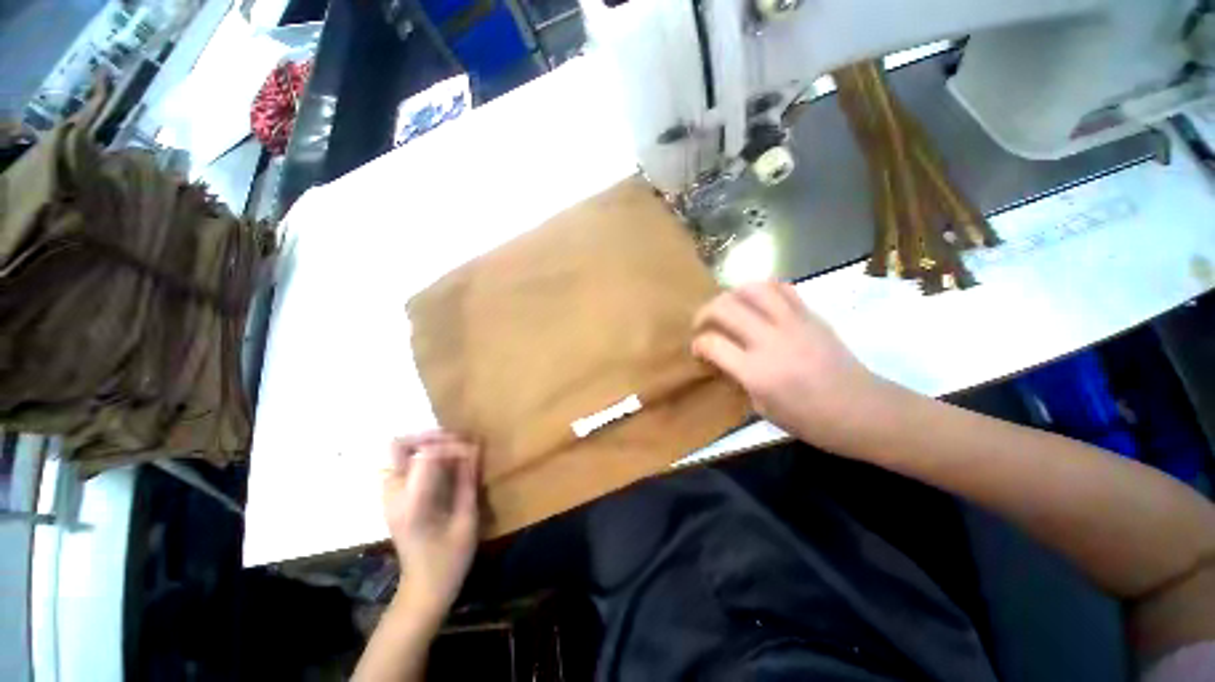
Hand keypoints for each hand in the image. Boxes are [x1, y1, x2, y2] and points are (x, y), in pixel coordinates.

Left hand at [382, 431, 479, 626]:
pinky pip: (403, 464)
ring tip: (453, 449)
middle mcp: (393, 496)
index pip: (426, 455)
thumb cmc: (450, 560)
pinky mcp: (393, 499)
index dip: (452, 445)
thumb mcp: (466, 520)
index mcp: (413, 504)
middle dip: (429, 436)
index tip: (474, 450)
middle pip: (398, 445)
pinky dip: (423, 456)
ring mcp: (389, 497)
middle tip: (457, 440)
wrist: (423, 590)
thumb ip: (468, 480)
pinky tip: (444, 464)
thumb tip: (476, 448)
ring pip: (398, 452)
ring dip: (426, 444)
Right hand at [692, 281, 877, 446]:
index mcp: (756, 372)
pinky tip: (759, 302)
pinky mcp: (811, 315)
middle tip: (704, 323)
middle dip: (705, 312)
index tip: (698, 350)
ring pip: (752, 289)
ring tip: (729, 306)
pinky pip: (782, 288)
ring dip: (732, 294)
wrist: (864, 411)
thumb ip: (739, 380)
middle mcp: (770, 341)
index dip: (698, 344)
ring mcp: (793, 324)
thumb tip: (723, 360)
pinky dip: (763, 289)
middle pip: (725, 308)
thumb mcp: (763, 409)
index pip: (712, 343)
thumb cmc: (811, 421)